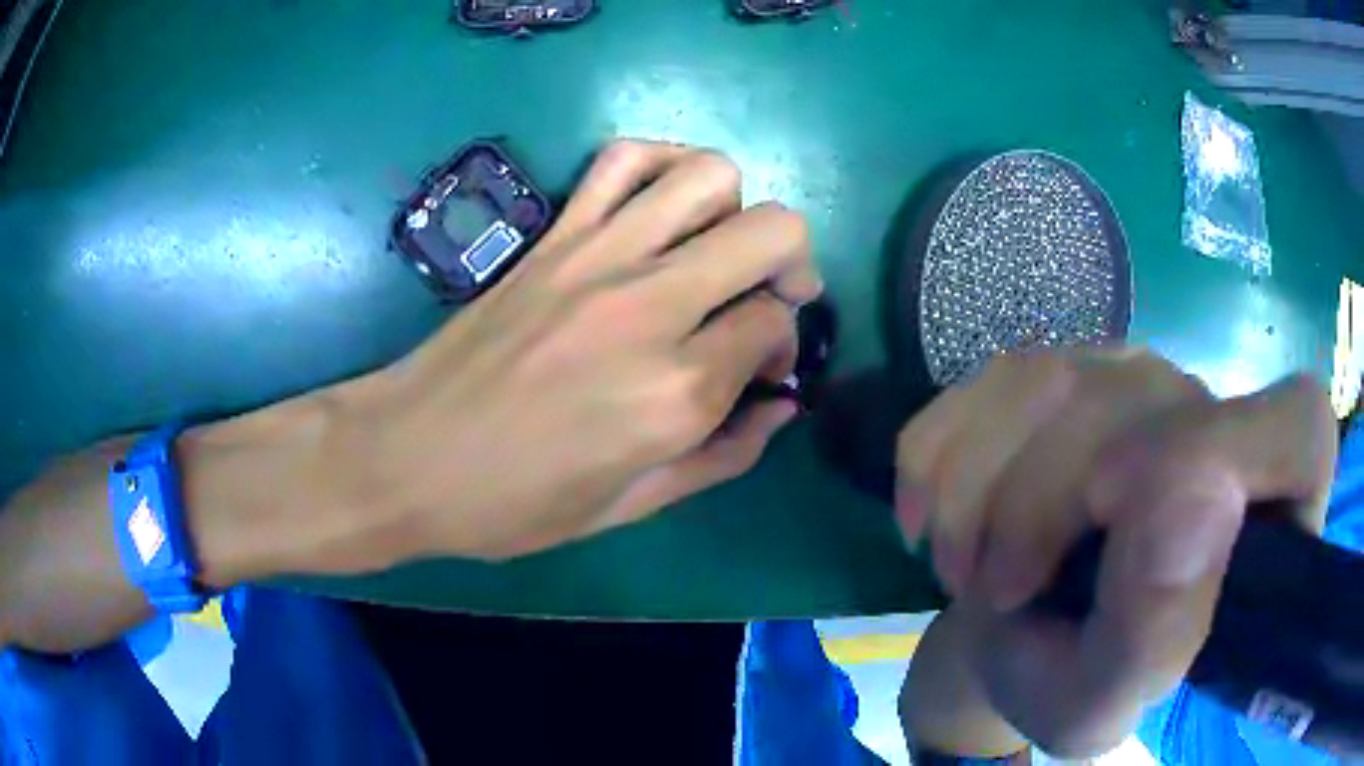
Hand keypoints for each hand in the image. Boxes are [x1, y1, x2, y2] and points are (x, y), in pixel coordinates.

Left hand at [335, 140, 820, 562]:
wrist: (407, 455)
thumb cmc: (514, 503)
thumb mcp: (630, 507)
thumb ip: (722, 457)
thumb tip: (783, 407)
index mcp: (675, 394)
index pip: (775, 325)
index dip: (783, 345)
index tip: (758, 371)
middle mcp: (650, 308)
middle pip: (772, 231)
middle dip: (791, 264)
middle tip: (766, 300)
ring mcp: (596, 256)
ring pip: (711, 176)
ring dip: (737, 208)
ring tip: (717, 249)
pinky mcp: (554, 234)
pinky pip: (624, 158)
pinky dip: (663, 164)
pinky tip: (662, 206)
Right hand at [895, 350, 1336, 757]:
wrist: (1010, 639)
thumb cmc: (1072, 682)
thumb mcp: (1105, 699)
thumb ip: (1159, 631)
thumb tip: (1195, 498)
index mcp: (1261, 509)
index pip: (1299, 429)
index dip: (1232, 453)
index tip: (1134, 523)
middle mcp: (1212, 415)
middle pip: (1135, 408)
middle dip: (1040, 509)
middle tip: (1000, 593)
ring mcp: (1137, 375)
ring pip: (1045, 381)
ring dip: (976, 495)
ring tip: (964, 572)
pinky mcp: (1063, 366)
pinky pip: (985, 380)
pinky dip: (936, 458)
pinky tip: (930, 521)